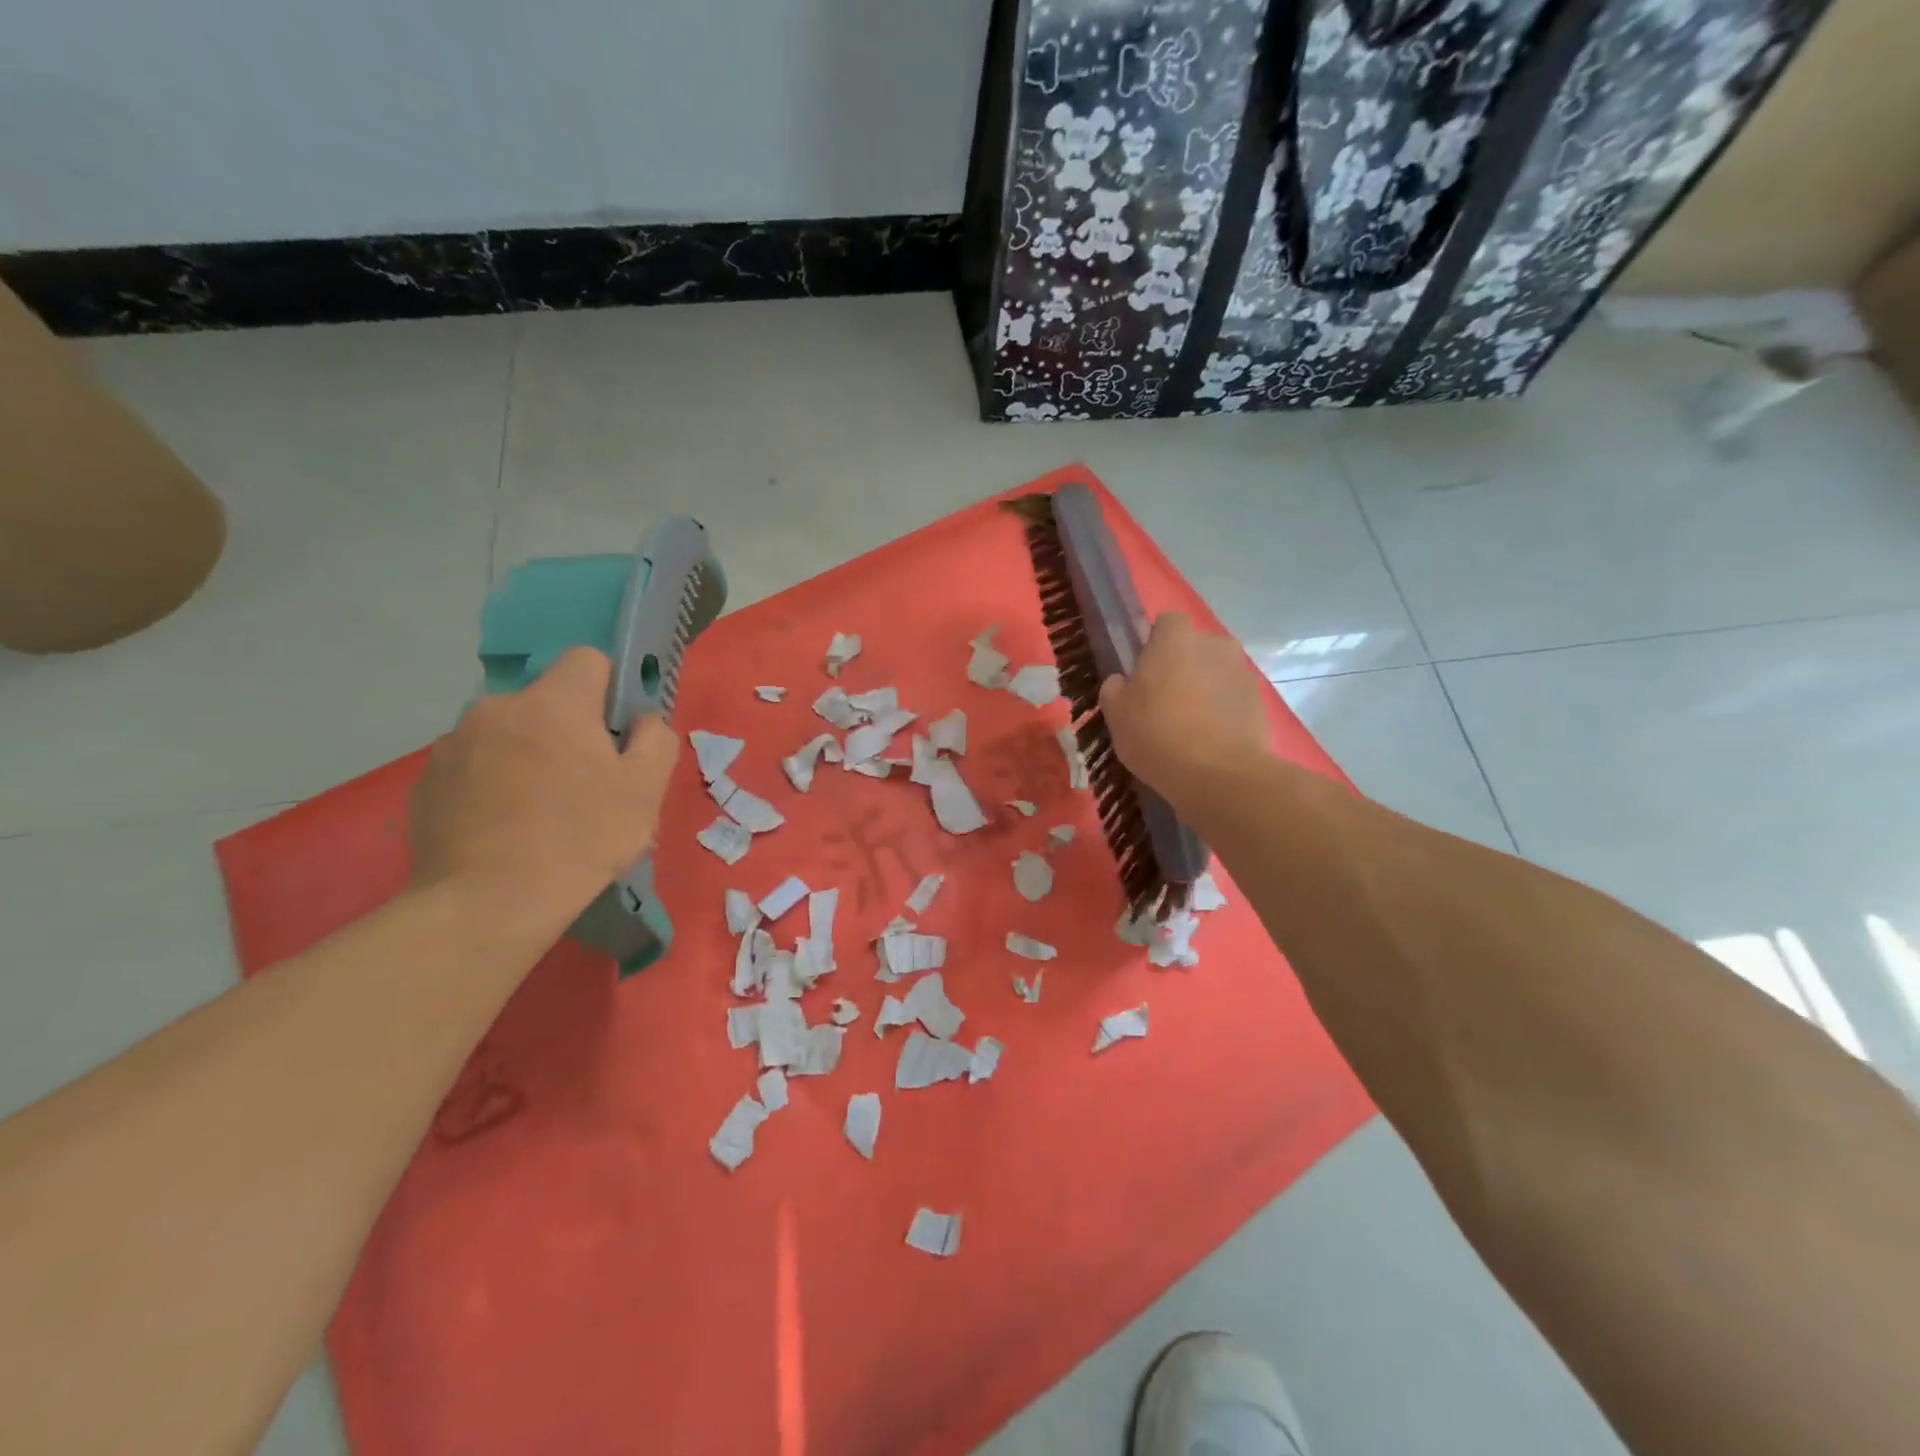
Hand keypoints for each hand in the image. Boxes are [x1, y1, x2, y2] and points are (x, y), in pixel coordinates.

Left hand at [410, 647, 679, 914]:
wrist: (488, 903)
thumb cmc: (581, 838)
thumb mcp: (646, 789)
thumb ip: (656, 739)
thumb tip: (642, 721)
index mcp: (554, 703)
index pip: (588, 659)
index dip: (610, 690)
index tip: (615, 734)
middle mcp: (497, 708)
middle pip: (547, 702)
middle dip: (567, 731)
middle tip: (584, 785)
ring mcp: (453, 744)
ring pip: (508, 734)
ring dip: (527, 756)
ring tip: (539, 813)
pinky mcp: (426, 781)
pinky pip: (474, 766)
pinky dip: (492, 784)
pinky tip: (504, 828)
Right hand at [1099, 612, 1267, 801]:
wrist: (1218, 775)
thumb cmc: (1157, 734)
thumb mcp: (1115, 712)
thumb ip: (1116, 686)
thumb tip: (1124, 681)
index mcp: (1177, 638)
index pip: (1166, 622)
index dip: (1153, 644)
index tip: (1143, 674)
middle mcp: (1215, 644)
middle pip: (1193, 648)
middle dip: (1181, 667)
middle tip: (1163, 704)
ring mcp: (1243, 672)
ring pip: (1215, 673)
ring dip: (1203, 690)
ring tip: (1188, 728)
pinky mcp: (1260, 702)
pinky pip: (1232, 699)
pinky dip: (1222, 712)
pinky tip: (1209, 742)